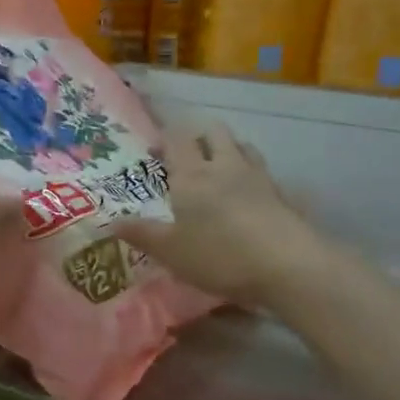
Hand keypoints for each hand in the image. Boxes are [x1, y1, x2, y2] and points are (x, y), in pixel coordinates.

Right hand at [113, 122, 328, 306]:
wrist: (288, 267)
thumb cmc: (219, 255)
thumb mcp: (171, 251)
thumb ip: (141, 234)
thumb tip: (110, 222)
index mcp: (193, 174)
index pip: (177, 137)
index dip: (165, 137)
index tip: (155, 149)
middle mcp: (225, 166)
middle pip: (214, 132)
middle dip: (199, 137)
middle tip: (186, 157)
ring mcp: (258, 178)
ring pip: (242, 146)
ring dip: (228, 150)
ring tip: (217, 170)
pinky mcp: (283, 195)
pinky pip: (263, 172)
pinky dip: (251, 175)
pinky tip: (248, 196)